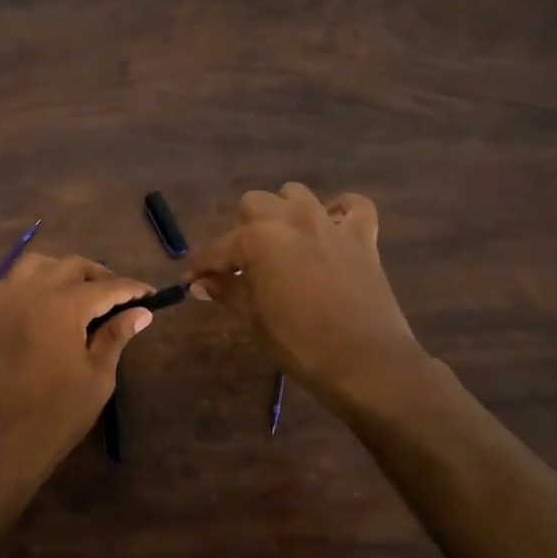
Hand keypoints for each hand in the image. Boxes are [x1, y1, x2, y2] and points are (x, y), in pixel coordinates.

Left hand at [0, 252, 155, 481]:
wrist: (1, 441)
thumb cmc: (57, 413)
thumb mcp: (98, 376)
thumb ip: (116, 336)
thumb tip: (141, 312)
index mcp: (63, 306)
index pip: (106, 287)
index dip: (131, 289)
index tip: (150, 294)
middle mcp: (33, 292)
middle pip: (73, 267)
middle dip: (100, 276)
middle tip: (119, 297)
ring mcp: (6, 301)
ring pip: (38, 264)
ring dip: (64, 271)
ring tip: (81, 292)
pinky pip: (14, 281)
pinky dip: (35, 281)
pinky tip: (47, 302)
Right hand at [184, 183, 423, 412]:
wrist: (366, 363)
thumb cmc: (301, 345)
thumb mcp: (255, 318)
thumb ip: (227, 291)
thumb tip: (200, 283)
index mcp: (260, 239)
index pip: (218, 248)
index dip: (200, 265)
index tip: (190, 280)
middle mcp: (292, 220)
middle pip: (254, 204)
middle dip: (241, 229)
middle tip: (238, 263)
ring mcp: (330, 224)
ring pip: (296, 194)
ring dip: (282, 212)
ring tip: (279, 242)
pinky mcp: (362, 238)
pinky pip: (353, 207)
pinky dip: (339, 212)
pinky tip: (330, 228)